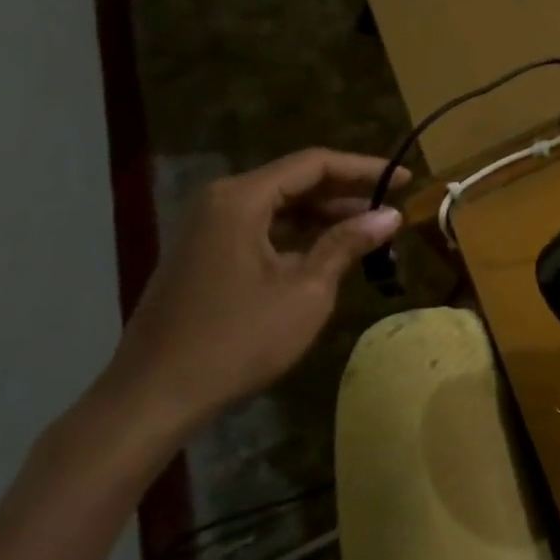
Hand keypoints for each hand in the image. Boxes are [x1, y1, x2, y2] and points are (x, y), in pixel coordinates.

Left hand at [100, 149, 406, 437]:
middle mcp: (221, 200)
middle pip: (295, 180)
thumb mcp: (306, 291)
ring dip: (323, 214)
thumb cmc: (237, 339)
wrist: (154, 395)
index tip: (405, 179)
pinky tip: (325, 250)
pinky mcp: (202, 252)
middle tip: (392, 203)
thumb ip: (347, 244)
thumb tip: (390, 214)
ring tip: (368, 229)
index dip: (364, 168)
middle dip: (346, 191)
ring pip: (278, 204)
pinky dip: (296, 232)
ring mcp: (206, 226)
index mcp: (242, 198)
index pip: (315, 164)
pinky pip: (259, 226)